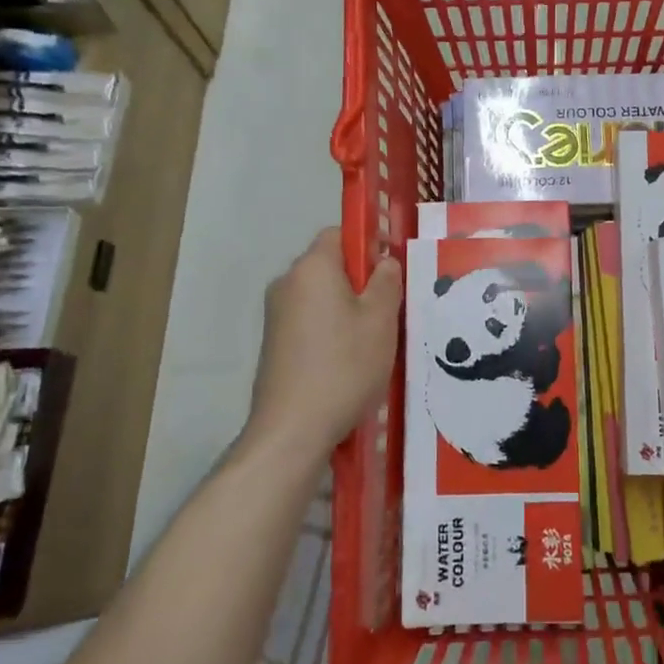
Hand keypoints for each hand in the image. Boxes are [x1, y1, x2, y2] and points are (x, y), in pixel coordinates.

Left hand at [247, 228, 400, 463]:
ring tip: (373, 342)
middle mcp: (287, 283)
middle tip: (390, 311)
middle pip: (330, 266)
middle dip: (361, 281)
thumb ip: (387, 281)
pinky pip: (309, 321)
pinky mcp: (273, 344)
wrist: (292, 429)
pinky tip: (348, 362)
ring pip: (321, 297)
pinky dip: (330, 331)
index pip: (339, 233)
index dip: (367, 245)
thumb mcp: (381, 320)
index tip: (390, 272)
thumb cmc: (344, 365)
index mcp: (312, 268)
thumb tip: (384, 262)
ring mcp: (275, 315)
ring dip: (347, 309)